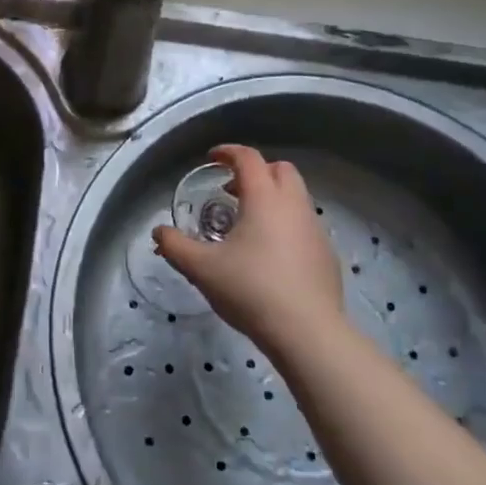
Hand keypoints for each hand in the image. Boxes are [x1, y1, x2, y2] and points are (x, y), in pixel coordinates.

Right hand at [154, 145, 346, 362]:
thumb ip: (175, 246)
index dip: (228, 152)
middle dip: (256, 171)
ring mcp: (315, 229)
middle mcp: (294, 205)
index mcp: (264, 199)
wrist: (307, 332)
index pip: (248, 158)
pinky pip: (304, 224)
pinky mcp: (326, 254)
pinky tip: (270, 253)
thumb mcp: (202, 269)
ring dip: (272, 197)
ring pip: (296, 197)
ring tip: (247, 223)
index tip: (211, 158)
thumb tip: (158, 232)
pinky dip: (286, 223)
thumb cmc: (251, 290)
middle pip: (280, 169)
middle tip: (231, 189)